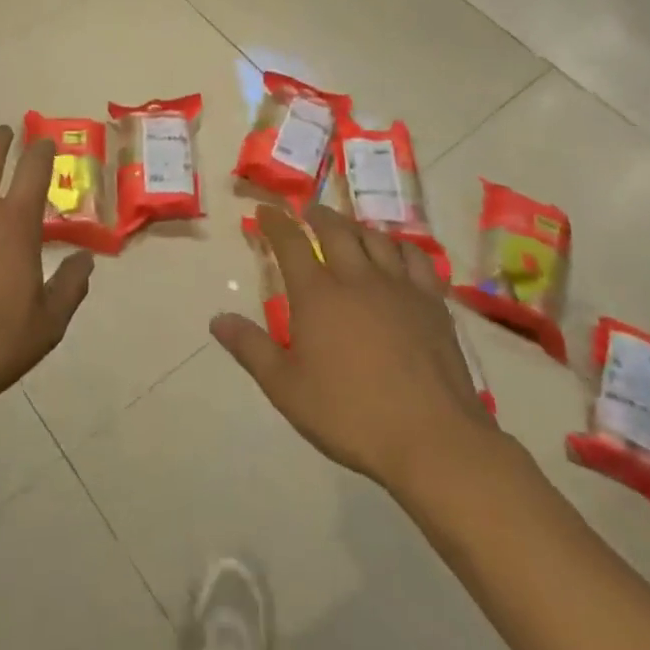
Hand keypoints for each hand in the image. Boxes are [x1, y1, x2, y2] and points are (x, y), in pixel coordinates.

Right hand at [211, 203, 501, 497]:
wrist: (431, 439)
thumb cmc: (350, 415)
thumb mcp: (286, 388)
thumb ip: (250, 348)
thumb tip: (217, 319)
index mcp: (317, 294)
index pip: (291, 243)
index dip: (276, 222)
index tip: (266, 210)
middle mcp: (356, 278)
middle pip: (335, 230)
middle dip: (317, 215)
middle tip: (307, 211)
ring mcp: (398, 287)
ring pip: (374, 238)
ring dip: (355, 225)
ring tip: (346, 226)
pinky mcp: (431, 303)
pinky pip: (415, 258)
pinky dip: (400, 245)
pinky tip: (396, 251)